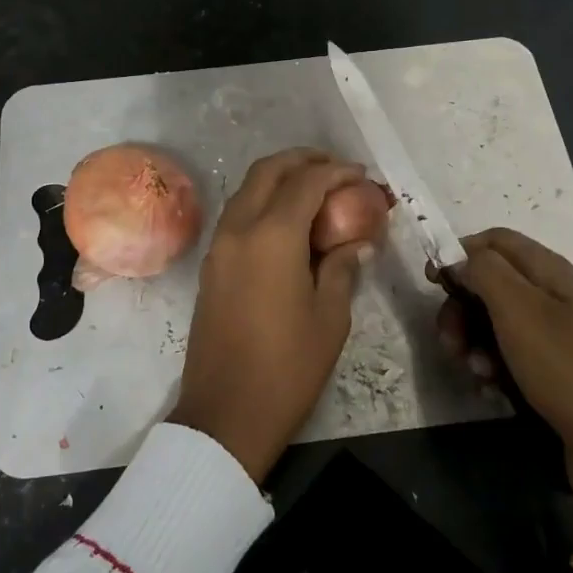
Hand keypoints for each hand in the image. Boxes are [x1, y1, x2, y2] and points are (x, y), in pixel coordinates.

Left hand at [173, 149, 371, 481]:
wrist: (226, 412)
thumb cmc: (287, 367)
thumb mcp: (330, 317)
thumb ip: (343, 268)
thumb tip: (356, 242)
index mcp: (272, 236)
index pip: (306, 183)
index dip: (337, 172)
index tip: (362, 175)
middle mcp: (239, 229)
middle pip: (267, 172)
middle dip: (302, 160)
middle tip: (335, 169)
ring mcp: (218, 246)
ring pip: (247, 190)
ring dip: (279, 179)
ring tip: (315, 190)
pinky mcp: (211, 265)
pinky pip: (237, 215)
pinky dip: (263, 202)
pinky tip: (288, 222)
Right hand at [437, 229, 572, 551]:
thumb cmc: (569, 370)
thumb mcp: (519, 310)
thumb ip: (483, 272)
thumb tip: (457, 258)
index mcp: (548, 272)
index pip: (493, 241)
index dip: (460, 253)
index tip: (433, 282)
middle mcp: (550, 297)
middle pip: (487, 283)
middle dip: (460, 307)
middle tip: (449, 339)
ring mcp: (551, 338)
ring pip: (491, 323)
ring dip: (471, 342)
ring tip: (474, 371)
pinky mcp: (549, 374)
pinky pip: (505, 357)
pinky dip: (490, 368)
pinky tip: (489, 388)